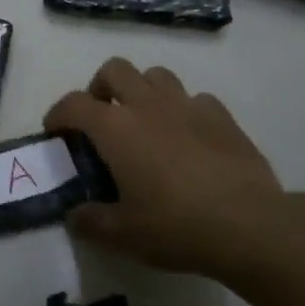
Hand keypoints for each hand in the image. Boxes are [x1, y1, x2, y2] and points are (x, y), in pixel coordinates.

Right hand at [45, 57, 292, 276]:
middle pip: (114, 70)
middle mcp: (147, 105)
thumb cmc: (175, 226)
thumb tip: (74, 217)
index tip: (55, 133)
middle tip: (101, 118)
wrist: (249, 225)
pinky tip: (187, 137)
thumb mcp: (122, 235)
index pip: (73, 104)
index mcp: (115, 128)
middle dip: (100, 87)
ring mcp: (187, 105)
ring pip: (156, 75)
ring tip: (144, 122)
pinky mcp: (222, 116)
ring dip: (142, 91)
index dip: (58, 114)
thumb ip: (90, 222)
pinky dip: (183, 110)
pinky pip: (194, 99)